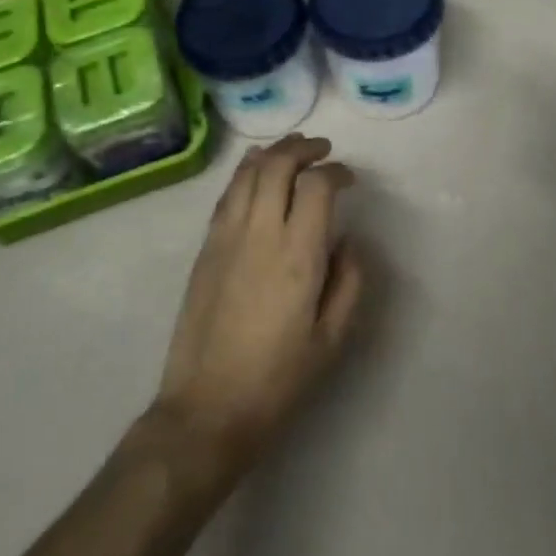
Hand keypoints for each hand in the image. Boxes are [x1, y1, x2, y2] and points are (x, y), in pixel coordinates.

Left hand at [149, 133, 364, 480]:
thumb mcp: (331, 339)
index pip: (317, 186)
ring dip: (273, 152)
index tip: (348, 179)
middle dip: (304, 148)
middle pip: (279, 165)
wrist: (208, 407)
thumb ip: (349, 282)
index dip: (336, 173)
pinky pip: (228, 193)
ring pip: (249, 172)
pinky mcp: (206, 246)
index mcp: (298, 256)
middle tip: (323, 150)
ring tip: (292, 149)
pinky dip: (245, 171)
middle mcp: (261, 233)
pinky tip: (254, 167)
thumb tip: (348, 240)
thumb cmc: (278, 379)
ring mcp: (227, 236)